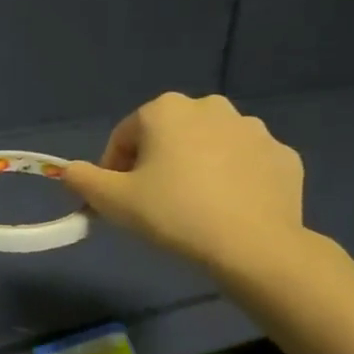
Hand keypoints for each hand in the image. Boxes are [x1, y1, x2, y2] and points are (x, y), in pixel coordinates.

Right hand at [60, 93, 305, 276]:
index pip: (124, 136)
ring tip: (192, 208)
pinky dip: (232, 180)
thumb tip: (69, 171)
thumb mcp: (112, 200)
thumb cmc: (173, 213)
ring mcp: (254, 129)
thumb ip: (81, 179)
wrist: (253, 246)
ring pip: (208, 147)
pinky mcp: (283, 156)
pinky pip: (244, 164)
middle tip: (153, 203)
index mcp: (166, 110)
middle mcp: (211, 107)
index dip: (113, 169)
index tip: (117, 200)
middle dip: (156, 164)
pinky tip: (226, 210)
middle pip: (167, 136)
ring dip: (195, 168)